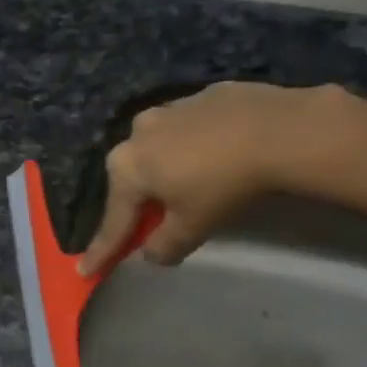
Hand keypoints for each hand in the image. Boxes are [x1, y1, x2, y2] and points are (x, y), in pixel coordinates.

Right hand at [78, 82, 351, 273]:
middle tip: (149, 222)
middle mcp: (137, 133)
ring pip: (159, 149)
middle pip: (132, 179)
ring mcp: (170, 108)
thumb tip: (151, 253)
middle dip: (137, 202)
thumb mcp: (192, 227)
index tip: (86, 271)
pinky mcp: (203, 95)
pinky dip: (194, 145)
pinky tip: (218, 154)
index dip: (102, 251)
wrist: (281, 130)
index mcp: (126, 168)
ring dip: (166, 168)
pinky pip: (189, 129)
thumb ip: (164, 246)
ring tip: (190, 183)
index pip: (113, 221)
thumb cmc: (224, 185)